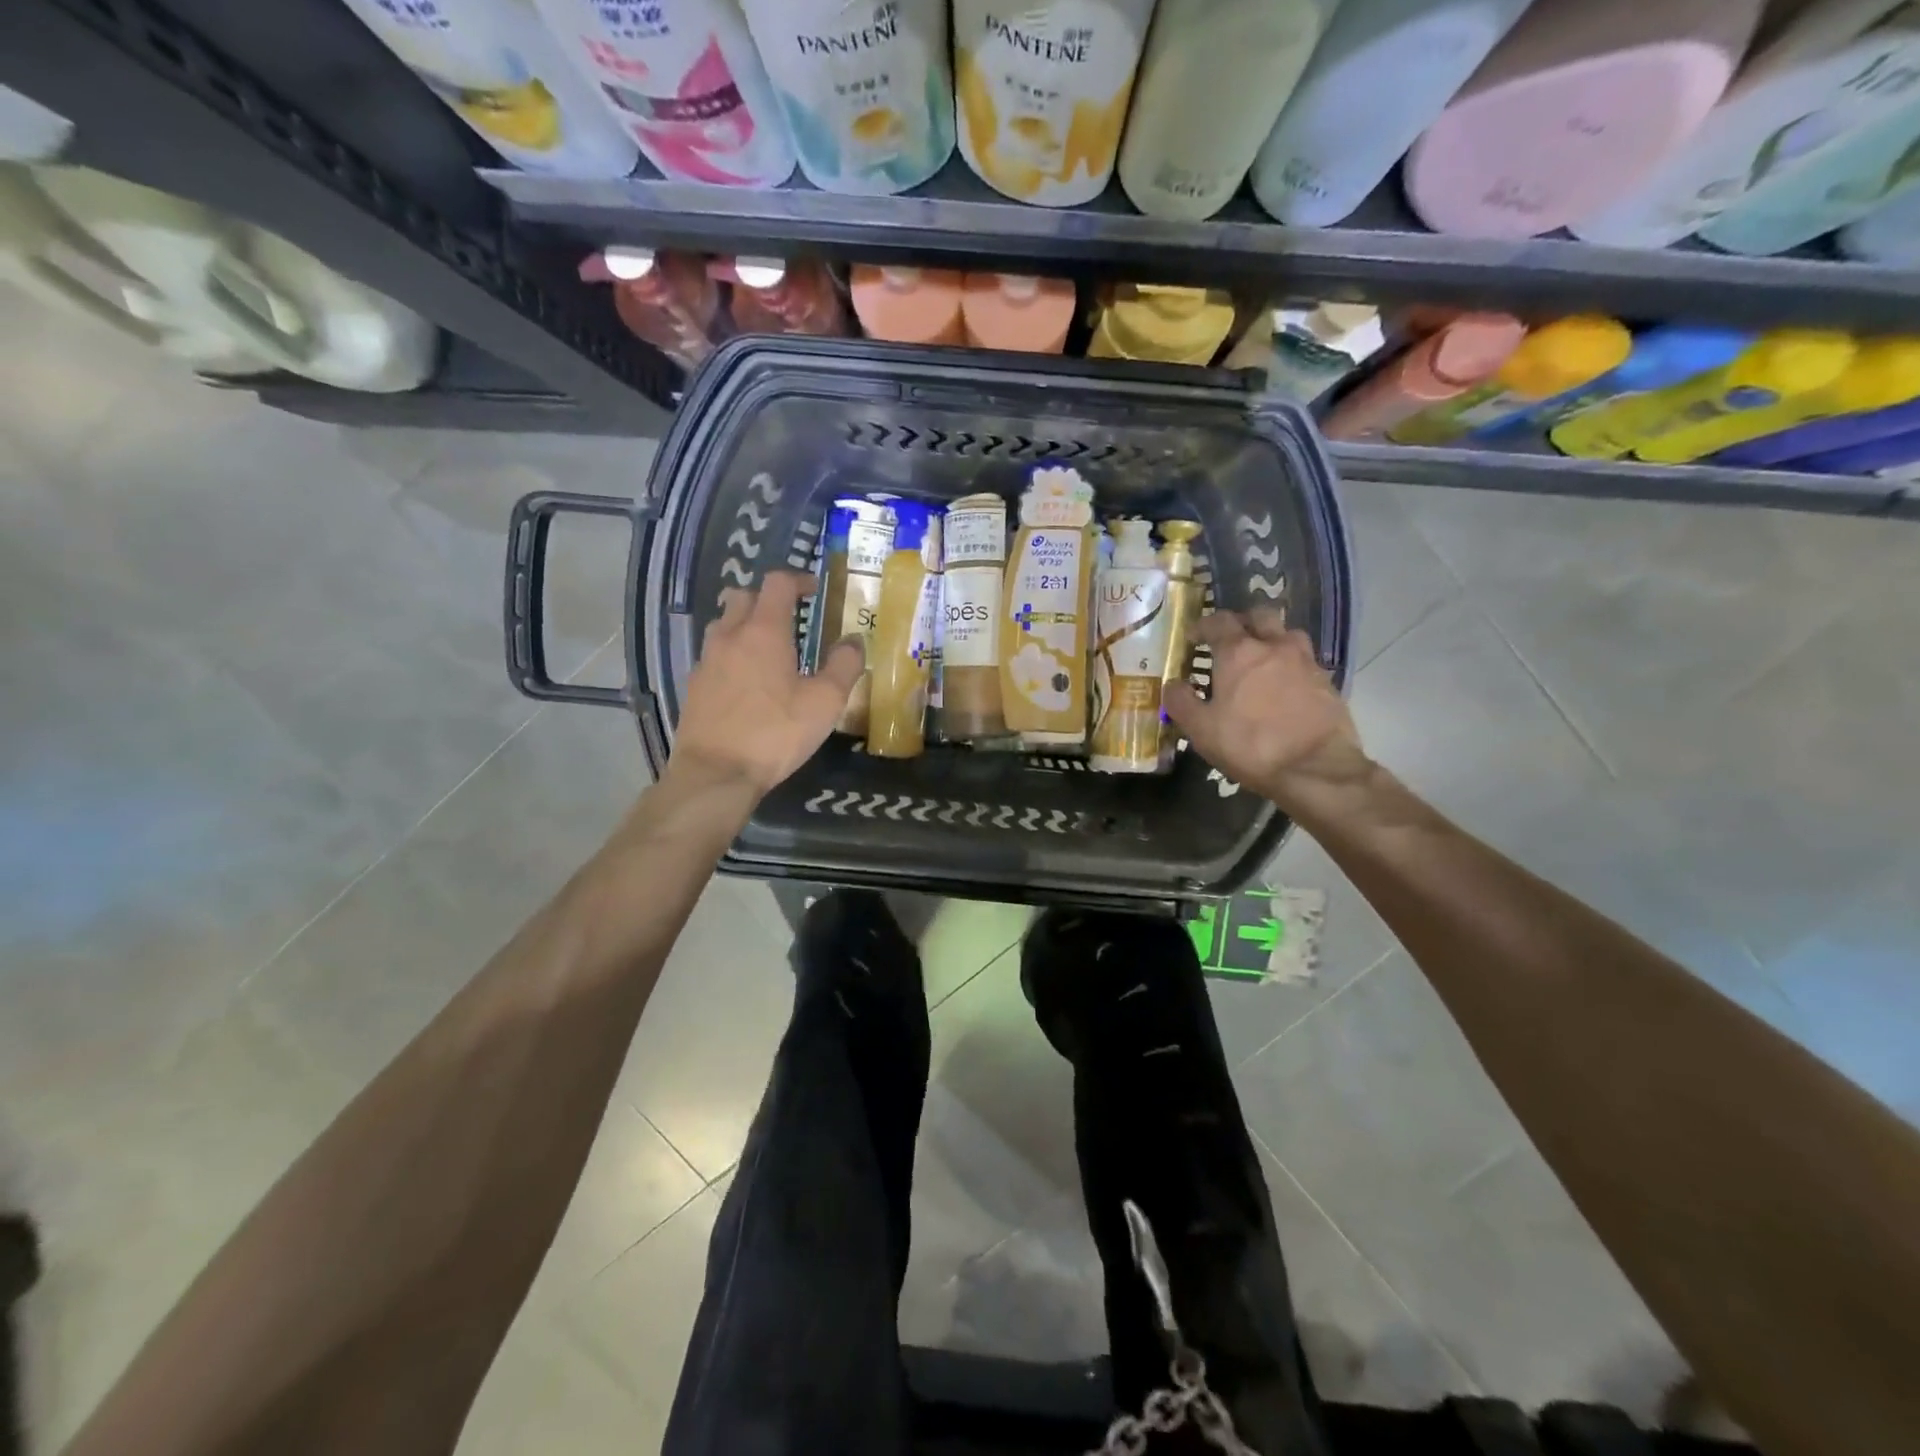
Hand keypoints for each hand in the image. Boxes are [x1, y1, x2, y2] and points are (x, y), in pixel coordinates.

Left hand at [669, 572, 862, 796]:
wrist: (716, 772)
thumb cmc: (776, 733)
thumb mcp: (825, 702)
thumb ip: (844, 666)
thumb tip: (854, 640)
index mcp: (764, 631)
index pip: (778, 583)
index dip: (798, 580)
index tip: (814, 590)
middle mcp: (730, 635)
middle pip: (744, 596)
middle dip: (768, 599)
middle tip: (792, 620)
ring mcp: (707, 660)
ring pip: (724, 624)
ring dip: (746, 625)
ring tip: (768, 650)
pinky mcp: (695, 685)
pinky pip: (714, 654)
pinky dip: (732, 654)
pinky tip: (747, 682)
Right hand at [1163, 610, 1371, 809]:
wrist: (1315, 768)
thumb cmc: (1250, 745)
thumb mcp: (1202, 730)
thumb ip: (1181, 702)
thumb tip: (1172, 684)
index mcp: (1239, 653)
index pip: (1219, 621)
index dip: (1203, 625)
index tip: (1194, 637)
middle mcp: (1274, 646)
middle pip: (1259, 615)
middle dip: (1242, 622)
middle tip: (1230, 640)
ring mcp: (1305, 661)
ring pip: (1287, 633)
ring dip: (1272, 638)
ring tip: (1261, 659)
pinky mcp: (1326, 681)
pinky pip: (1305, 660)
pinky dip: (1291, 664)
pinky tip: (1284, 685)